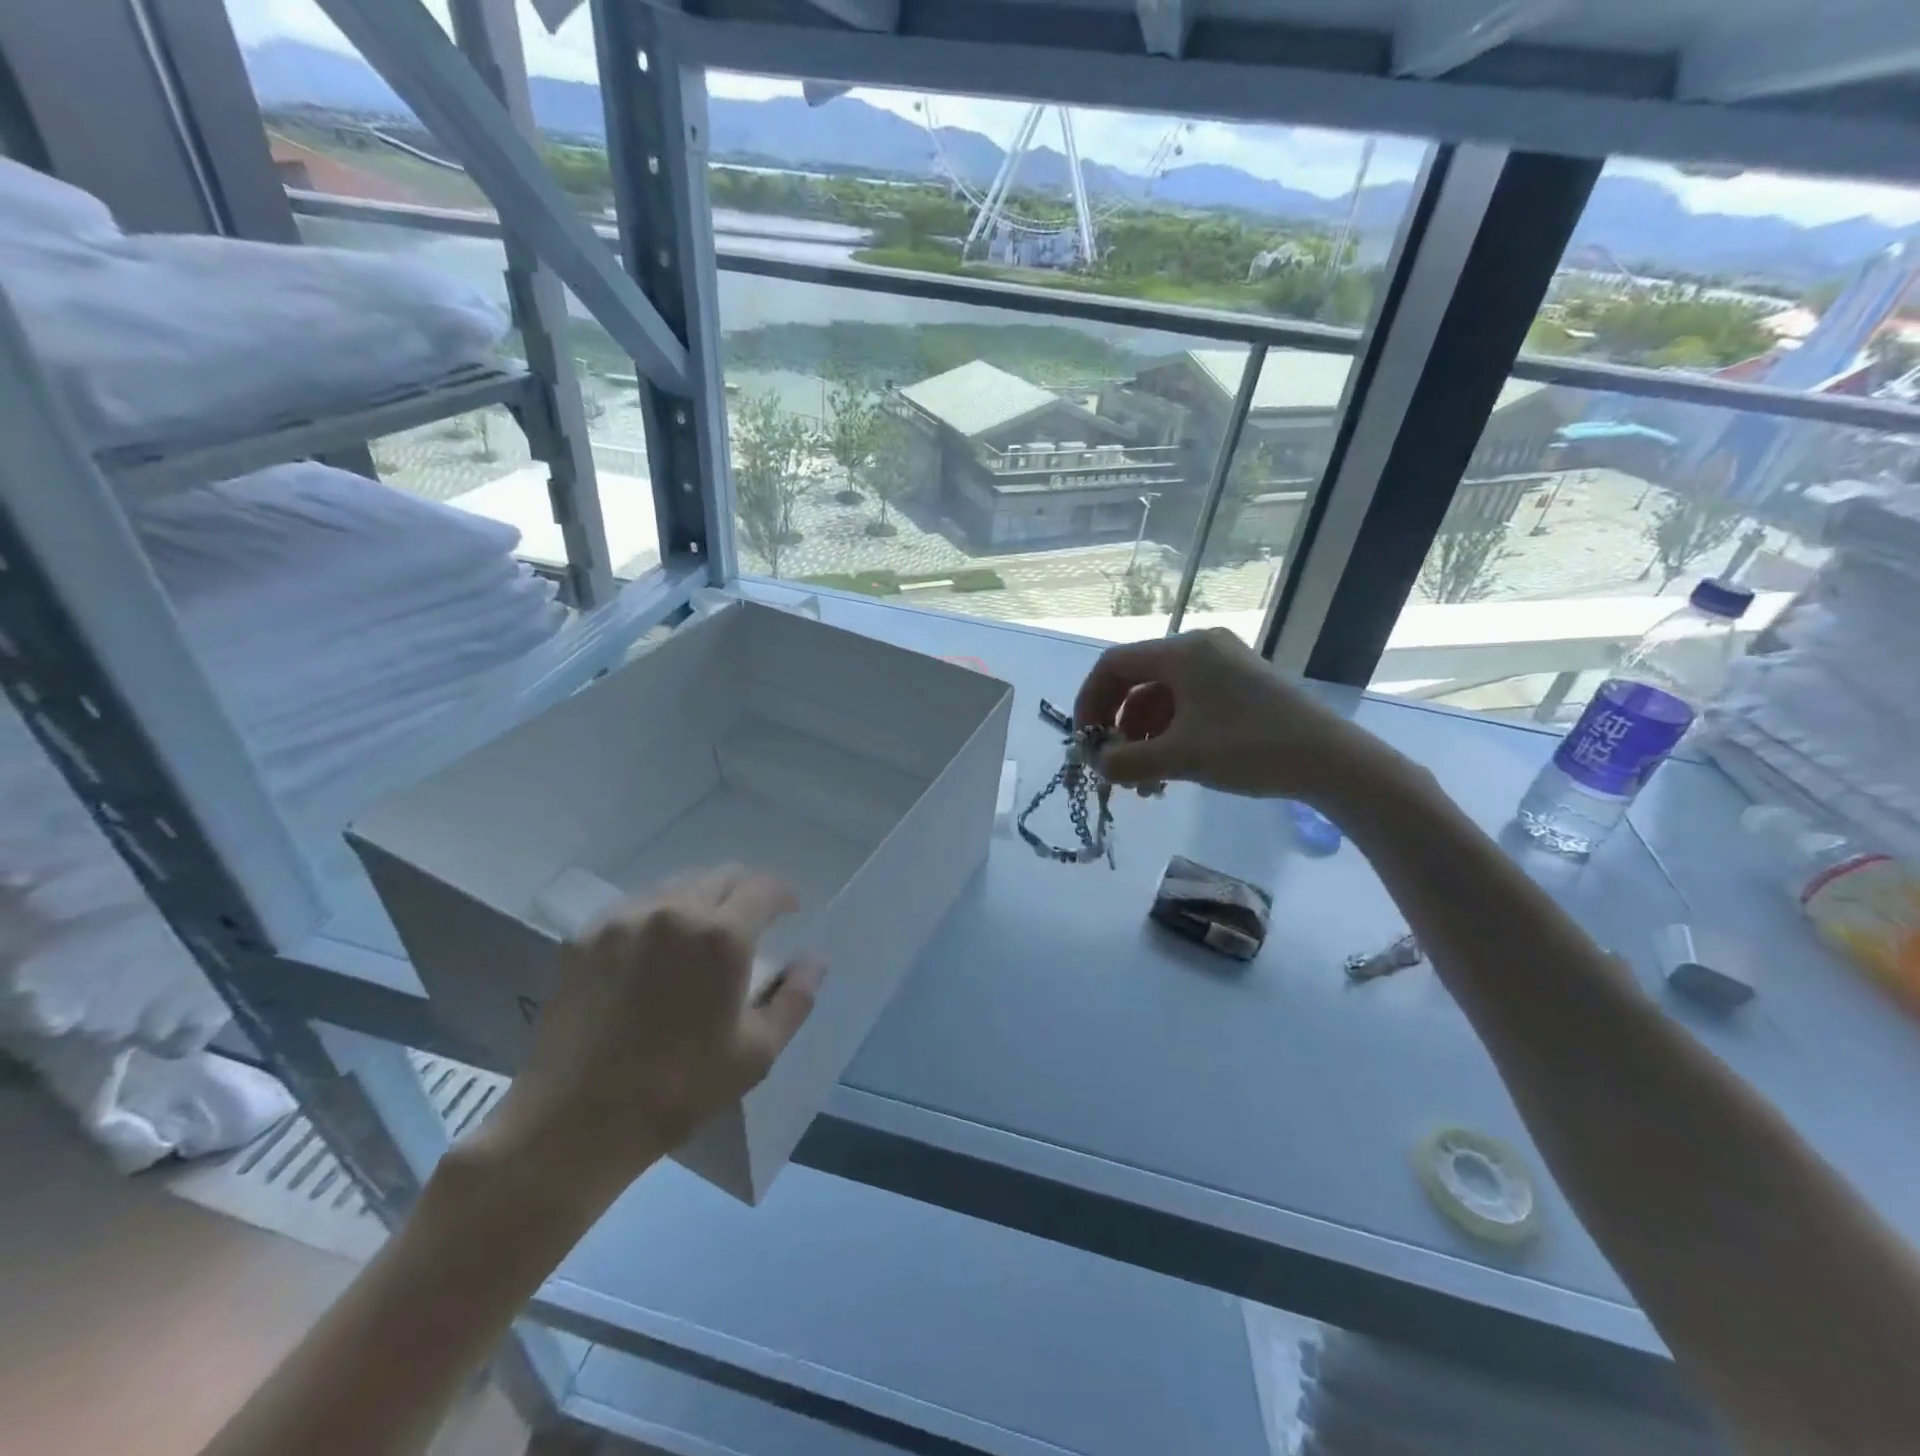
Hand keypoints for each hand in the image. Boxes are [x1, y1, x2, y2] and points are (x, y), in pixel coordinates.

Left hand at [478, 868, 822, 1195]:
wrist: (574, 1123)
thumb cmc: (679, 1090)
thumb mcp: (757, 1053)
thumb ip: (795, 998)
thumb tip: (815, 960)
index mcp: (721, 936)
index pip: (764, 886)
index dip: (783, 894)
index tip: (789, 913)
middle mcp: (674, 910)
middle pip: (722, 876)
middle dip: (745, 893)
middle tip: (751, 925)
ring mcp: (624, 919)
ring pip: (678, 885)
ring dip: (702, 900)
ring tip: (702, 937)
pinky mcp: (586, 936)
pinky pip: (637, 906)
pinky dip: (660, 915)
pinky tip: (656, 952)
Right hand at [1074, 628, 1396, 804]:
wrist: (1331, 761)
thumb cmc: (1249, 749)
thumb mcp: (1179, 758)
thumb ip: (1127, 762)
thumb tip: (1097, 765)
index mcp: (1183, 653)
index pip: (1113, 664)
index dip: (1089, 701)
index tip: (1086, 740)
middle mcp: (1201, 649)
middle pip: (1137, 680)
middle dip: (1119, 724)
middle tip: (1114, 764)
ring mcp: (1224, 665)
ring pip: (1163, 696)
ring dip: (1145, 736)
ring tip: (1146, 782)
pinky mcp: (1242, 685)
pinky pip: (1189, 702)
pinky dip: (1172, 733)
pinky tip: (1172, 770)